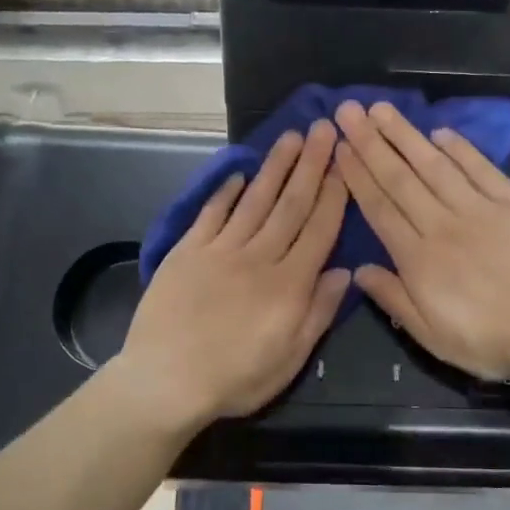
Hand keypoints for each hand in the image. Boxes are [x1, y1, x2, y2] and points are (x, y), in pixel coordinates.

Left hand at [120, 121, 350, 426]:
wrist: (164, 380)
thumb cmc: (235, 378)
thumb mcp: (289, 359)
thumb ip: (318, 313)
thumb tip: (343, 272)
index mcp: (288, 285)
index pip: (318, 230)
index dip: (334, 194)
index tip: (344, 162)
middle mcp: (258, 257)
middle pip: (290, 205)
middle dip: (310, 165)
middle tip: (323, 129)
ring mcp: (220, 250)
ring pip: (255, 201)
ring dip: (275, 166)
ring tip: (291, 136)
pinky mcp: (187, 251)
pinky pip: (211, 214)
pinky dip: (226, 191)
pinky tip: (239, 173)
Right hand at [333, 101, 509, 383]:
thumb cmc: (491, 340)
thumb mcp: (432, 336)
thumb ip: (394, 299)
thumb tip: (359, 270)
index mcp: (418, 258)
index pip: (380, 208)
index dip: (358, 176)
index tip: (340, 147)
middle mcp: (442, 224)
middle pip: (401, 178)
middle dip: (371, 143)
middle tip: (349, 111)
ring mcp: (480, 209)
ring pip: (435, 165)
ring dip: (407, 135)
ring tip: (382, 110)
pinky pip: (481, 169)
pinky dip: (460, 149)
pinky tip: (440, 132)